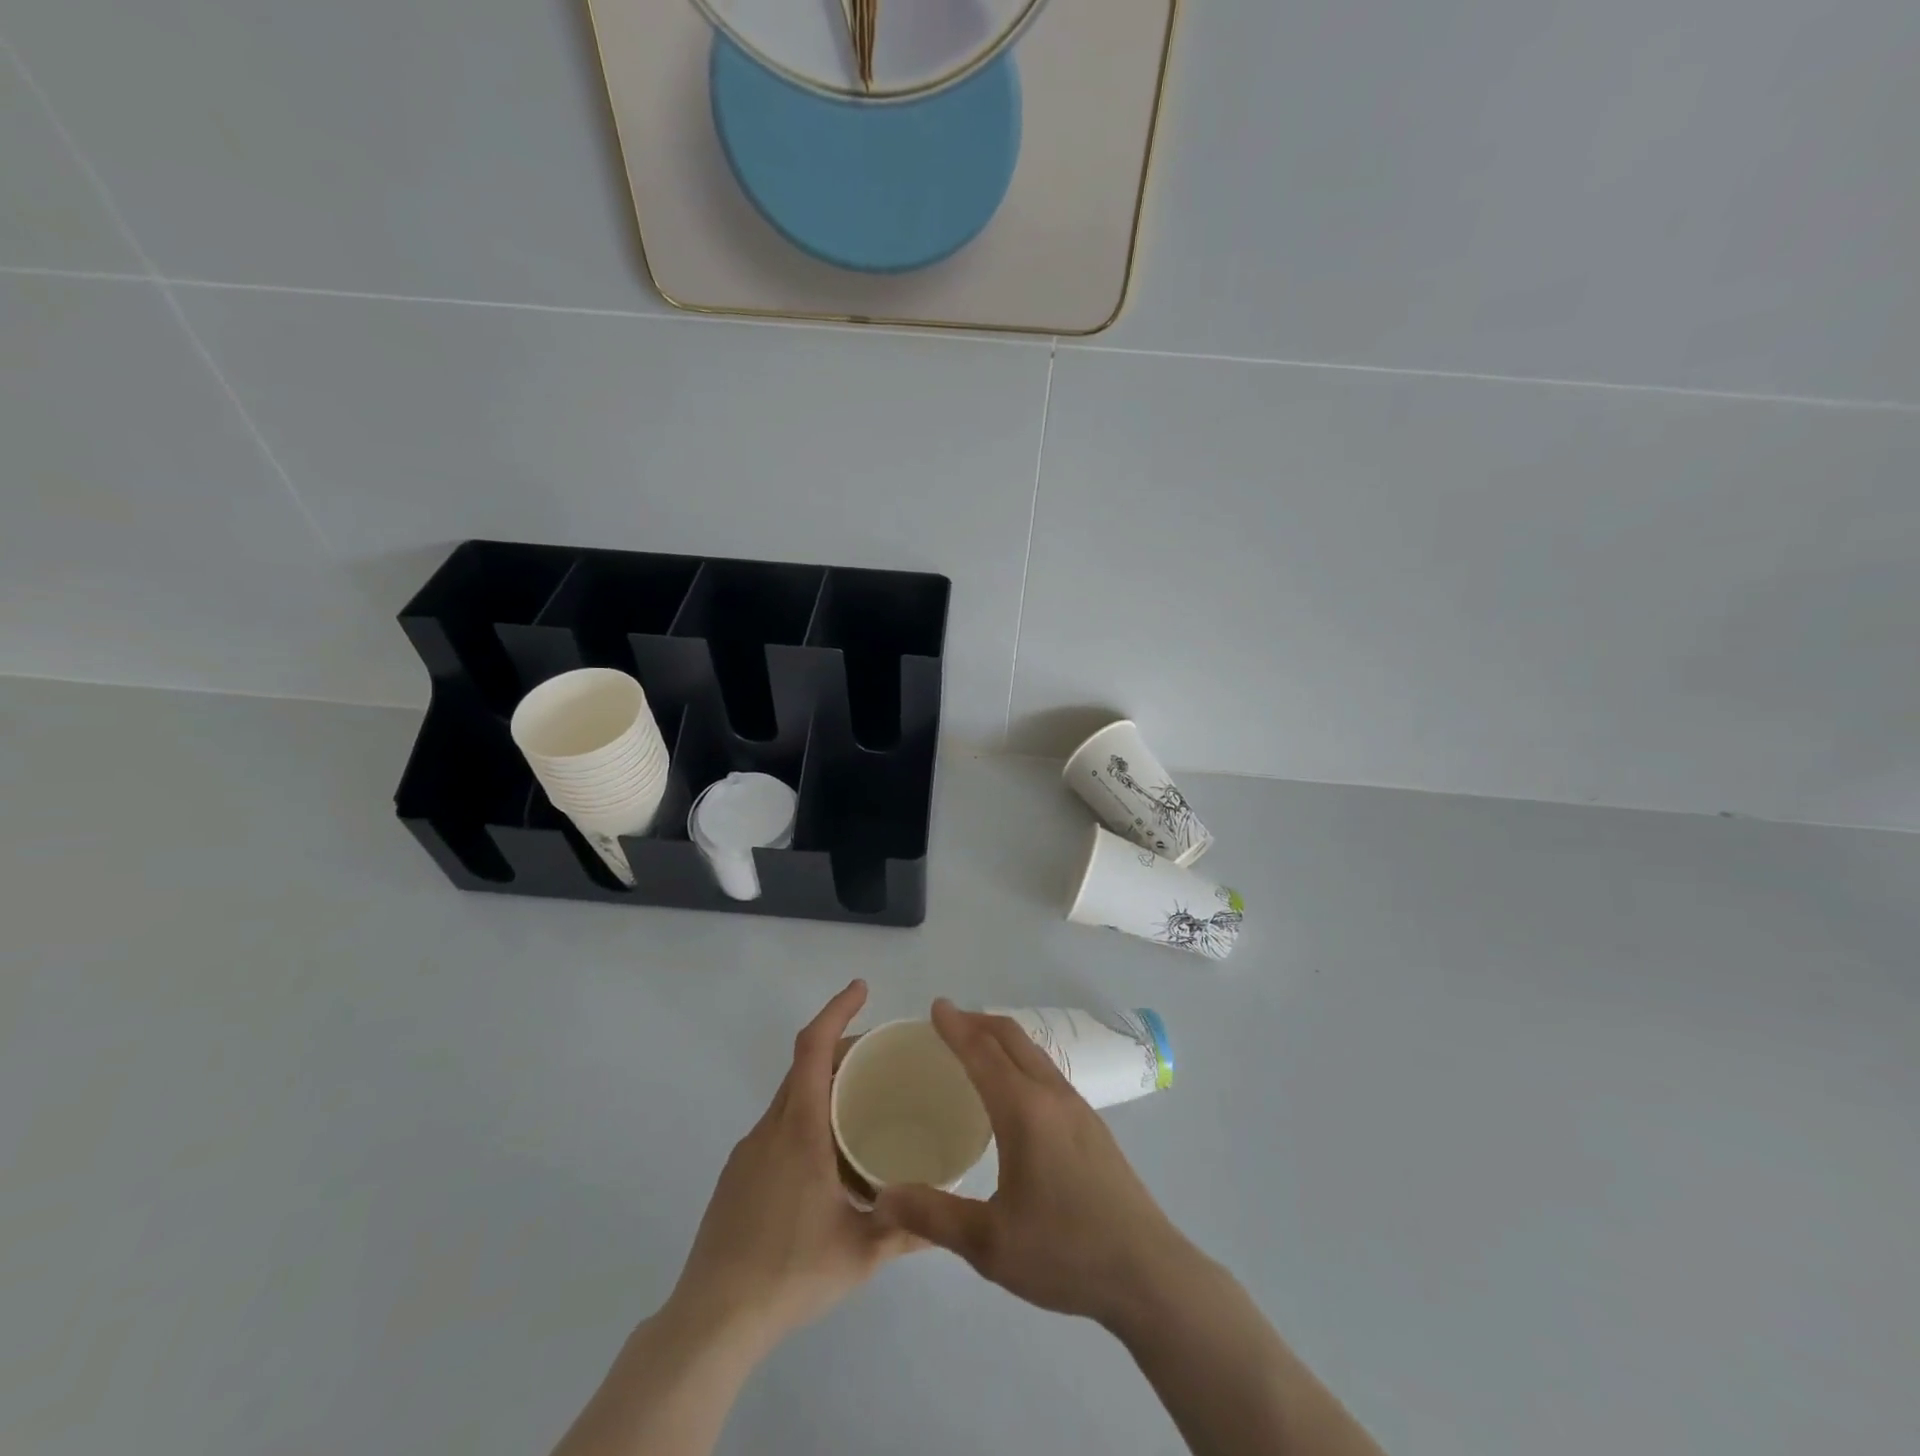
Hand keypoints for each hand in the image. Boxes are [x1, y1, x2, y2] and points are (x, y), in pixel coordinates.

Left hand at [669, 980, 918, 1350]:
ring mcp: (748, 1151)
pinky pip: (777, 1126)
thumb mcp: (861, 1253)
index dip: (837, 1010)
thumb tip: (949, 1216)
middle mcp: (771, 1128)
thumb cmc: (790, 1274)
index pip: (814, 1048)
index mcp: (800, 1130)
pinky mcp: (737, 1175)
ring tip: (861, 1104)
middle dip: (840, 1047)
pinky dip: (805, 1116)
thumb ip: (908, 1230)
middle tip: (880, 1054)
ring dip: (823, 1085)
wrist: (712, 1320)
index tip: (861, 988)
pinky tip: (826, 1157)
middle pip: (804, 1065)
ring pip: (790, 1097)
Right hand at [875, 1000, 1193, 1328]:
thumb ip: (933, 1217)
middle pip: (1012, 1039)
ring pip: (1034, 1052)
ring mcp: (1078, 1107)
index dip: (956, 1028)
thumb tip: (881, 1198)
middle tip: (949, 1020)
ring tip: (978, 1045)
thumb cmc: (1065, 1252)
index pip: (982, 1053)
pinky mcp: (1093, 1125)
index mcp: (1024, 1111)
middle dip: (979, 1021)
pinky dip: (1022, 1058)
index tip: (936, 1006)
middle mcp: (1052, 1095)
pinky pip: (1048, 1071)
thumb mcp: (989, 1245)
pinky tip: (1017, 1088)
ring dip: (1003, 1038)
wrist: (1147, 1271)